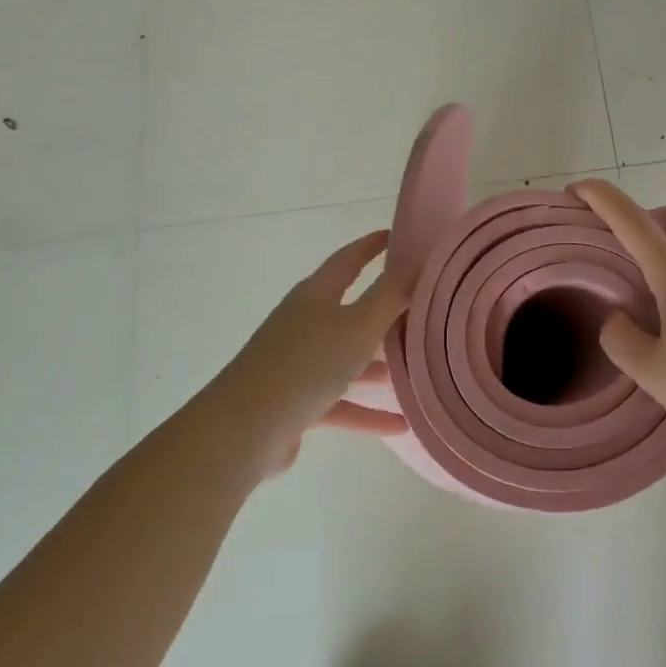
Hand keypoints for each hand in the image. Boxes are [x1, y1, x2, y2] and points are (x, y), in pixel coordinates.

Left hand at [213, 230, 410, 475]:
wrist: (244, 429)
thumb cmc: (307, 364)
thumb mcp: (359, 325)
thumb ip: (391, 295)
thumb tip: (417, 263)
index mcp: (316, 295)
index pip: (349, 259)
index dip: (373, 246)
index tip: (398, 237)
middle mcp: (304, 322)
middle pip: (350, 310)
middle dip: (384, 311)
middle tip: (421, 310)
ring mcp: (296, 363)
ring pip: (346, 358)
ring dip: (378, 365)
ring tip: (416, 370)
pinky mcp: (294, 402)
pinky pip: (339, 401)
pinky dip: (367, 411)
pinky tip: (400, 425)